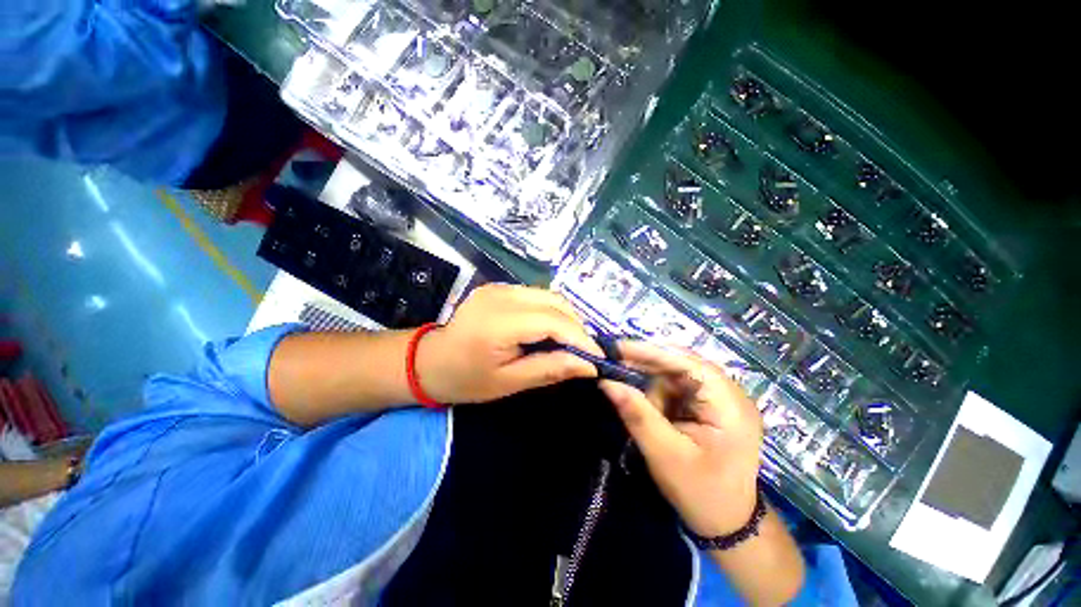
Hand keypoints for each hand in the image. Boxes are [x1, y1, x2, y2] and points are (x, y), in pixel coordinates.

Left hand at [416, 284, 602, 403]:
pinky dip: (550, 311)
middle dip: (577, 327)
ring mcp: (499, 287)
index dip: (581, 338)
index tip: (598, 359)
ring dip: (566, 318)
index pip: (553, 321)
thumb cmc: (466, 379)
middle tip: (585, 352)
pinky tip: (550, 330)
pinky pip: (536, 295)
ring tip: (571, 342)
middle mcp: (501, 296)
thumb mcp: (509, 382)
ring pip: (548, 296)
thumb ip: (549, 369)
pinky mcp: (498, 287)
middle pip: (555, 302)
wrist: (429, 361)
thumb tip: (589, 365)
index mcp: (499, 323)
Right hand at [600, 341, 762, 536]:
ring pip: (676, 375)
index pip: (687, 362)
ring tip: (635, 399)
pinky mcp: (710, 406)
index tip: (616, 348)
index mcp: (729, 404)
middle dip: (646, 367)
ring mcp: (721, 399)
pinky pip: (678, 388)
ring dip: (651, 385)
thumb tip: (606, 382)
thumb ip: (637, 415)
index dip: (650, 352)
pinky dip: (657, 394)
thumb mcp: (665, 454)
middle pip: (681, 365)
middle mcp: (729, 393)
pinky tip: (647, 405)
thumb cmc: (701, 493)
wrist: (728, 523)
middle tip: (613, 366)